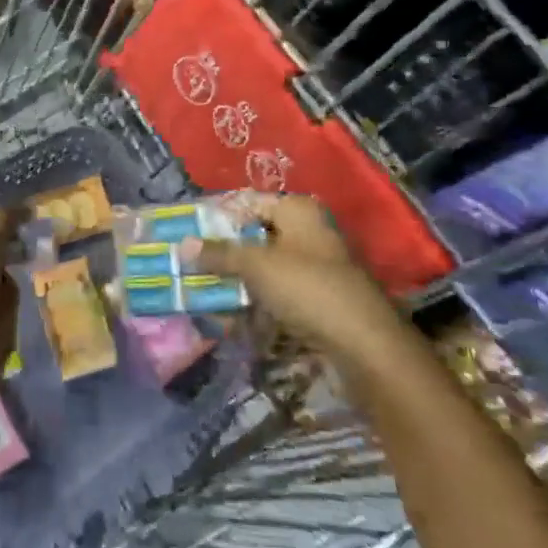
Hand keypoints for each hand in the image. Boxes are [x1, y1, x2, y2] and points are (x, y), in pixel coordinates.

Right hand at [188, 194, 400, 358]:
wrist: (366, 344)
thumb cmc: (308, 288)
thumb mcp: (256, 266)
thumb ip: (219, 254)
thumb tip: (182, 245)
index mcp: (298, 210)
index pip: (248, 203)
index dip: (217, 218)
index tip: (187, 235)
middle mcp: (309, 231)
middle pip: (256, 237)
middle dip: (225, 255)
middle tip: (192, 269)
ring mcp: (318, 266)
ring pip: (267, 269)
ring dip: (239, 284)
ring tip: (208, 298)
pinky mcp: (321, 299)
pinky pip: (281, 294)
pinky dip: (259, 304)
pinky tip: (236, 321)